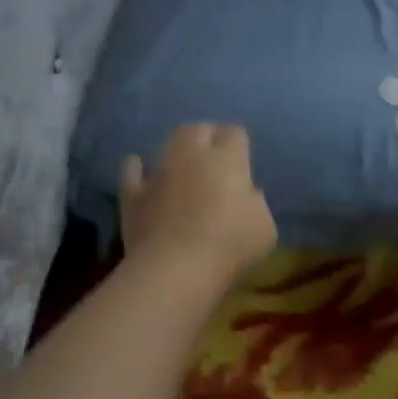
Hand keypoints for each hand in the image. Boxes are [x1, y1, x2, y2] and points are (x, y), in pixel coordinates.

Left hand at [119, 124, 277, 289]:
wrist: (176, 269)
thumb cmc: (230, 246)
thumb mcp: (265, 229)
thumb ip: (256, 205)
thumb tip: (247, 195)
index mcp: (227, 160)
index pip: (234, 133)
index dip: (238, 142)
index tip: (242, 157)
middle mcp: (191, 157)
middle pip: (198, 129)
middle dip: (206, 135)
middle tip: (213, 153)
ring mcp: (158, 174)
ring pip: (166, 144)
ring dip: (176, 149)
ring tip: (182, 161)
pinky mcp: (133, 195)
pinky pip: (132, 172)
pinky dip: (137, 168)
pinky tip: (139, 169)